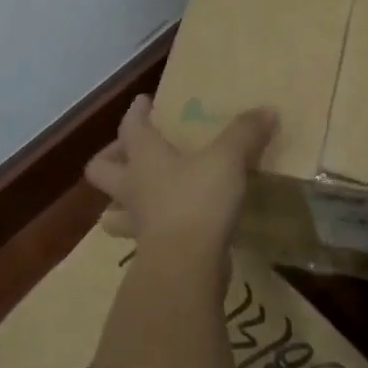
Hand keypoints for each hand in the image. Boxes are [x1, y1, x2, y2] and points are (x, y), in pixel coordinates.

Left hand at [85, 96, 276, 257]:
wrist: (186, 266)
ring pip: (114, 209)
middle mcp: (132, 186)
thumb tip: (266, 110)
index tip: (143, 102)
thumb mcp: (227, 159)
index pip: (130, 126)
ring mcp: (138, 222)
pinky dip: (151, 228)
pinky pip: (142, 235)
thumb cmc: (198, 200)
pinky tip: (170, 225)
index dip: (136, 112)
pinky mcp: (151, 251)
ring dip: (121, 201)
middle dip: (111, 157)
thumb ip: (244, 133)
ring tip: (142, 193)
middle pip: (101, 169)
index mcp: (144, 157)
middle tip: (130, 150)